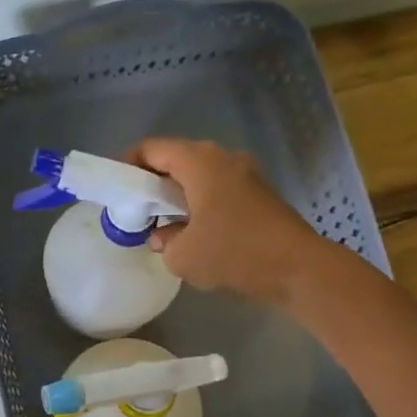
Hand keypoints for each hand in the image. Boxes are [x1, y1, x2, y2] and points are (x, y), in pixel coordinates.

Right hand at [131, 138, 320, 304]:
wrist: (298, 268)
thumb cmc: (234, 253)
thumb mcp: (182, 256)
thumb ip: (163, 241)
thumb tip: (165, 235)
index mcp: (199, 161)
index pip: (152, 149)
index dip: (129, 164)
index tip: (118, 189)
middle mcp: (222, 158)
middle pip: (176, 160)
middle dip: (153, 183)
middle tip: (138, 210)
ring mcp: (245, 173)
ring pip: (199, 176)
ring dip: (178, 196)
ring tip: (165, 225)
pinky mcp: (259, 193)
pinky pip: (218, 190)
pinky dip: (201, 203)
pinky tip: (196, 233)